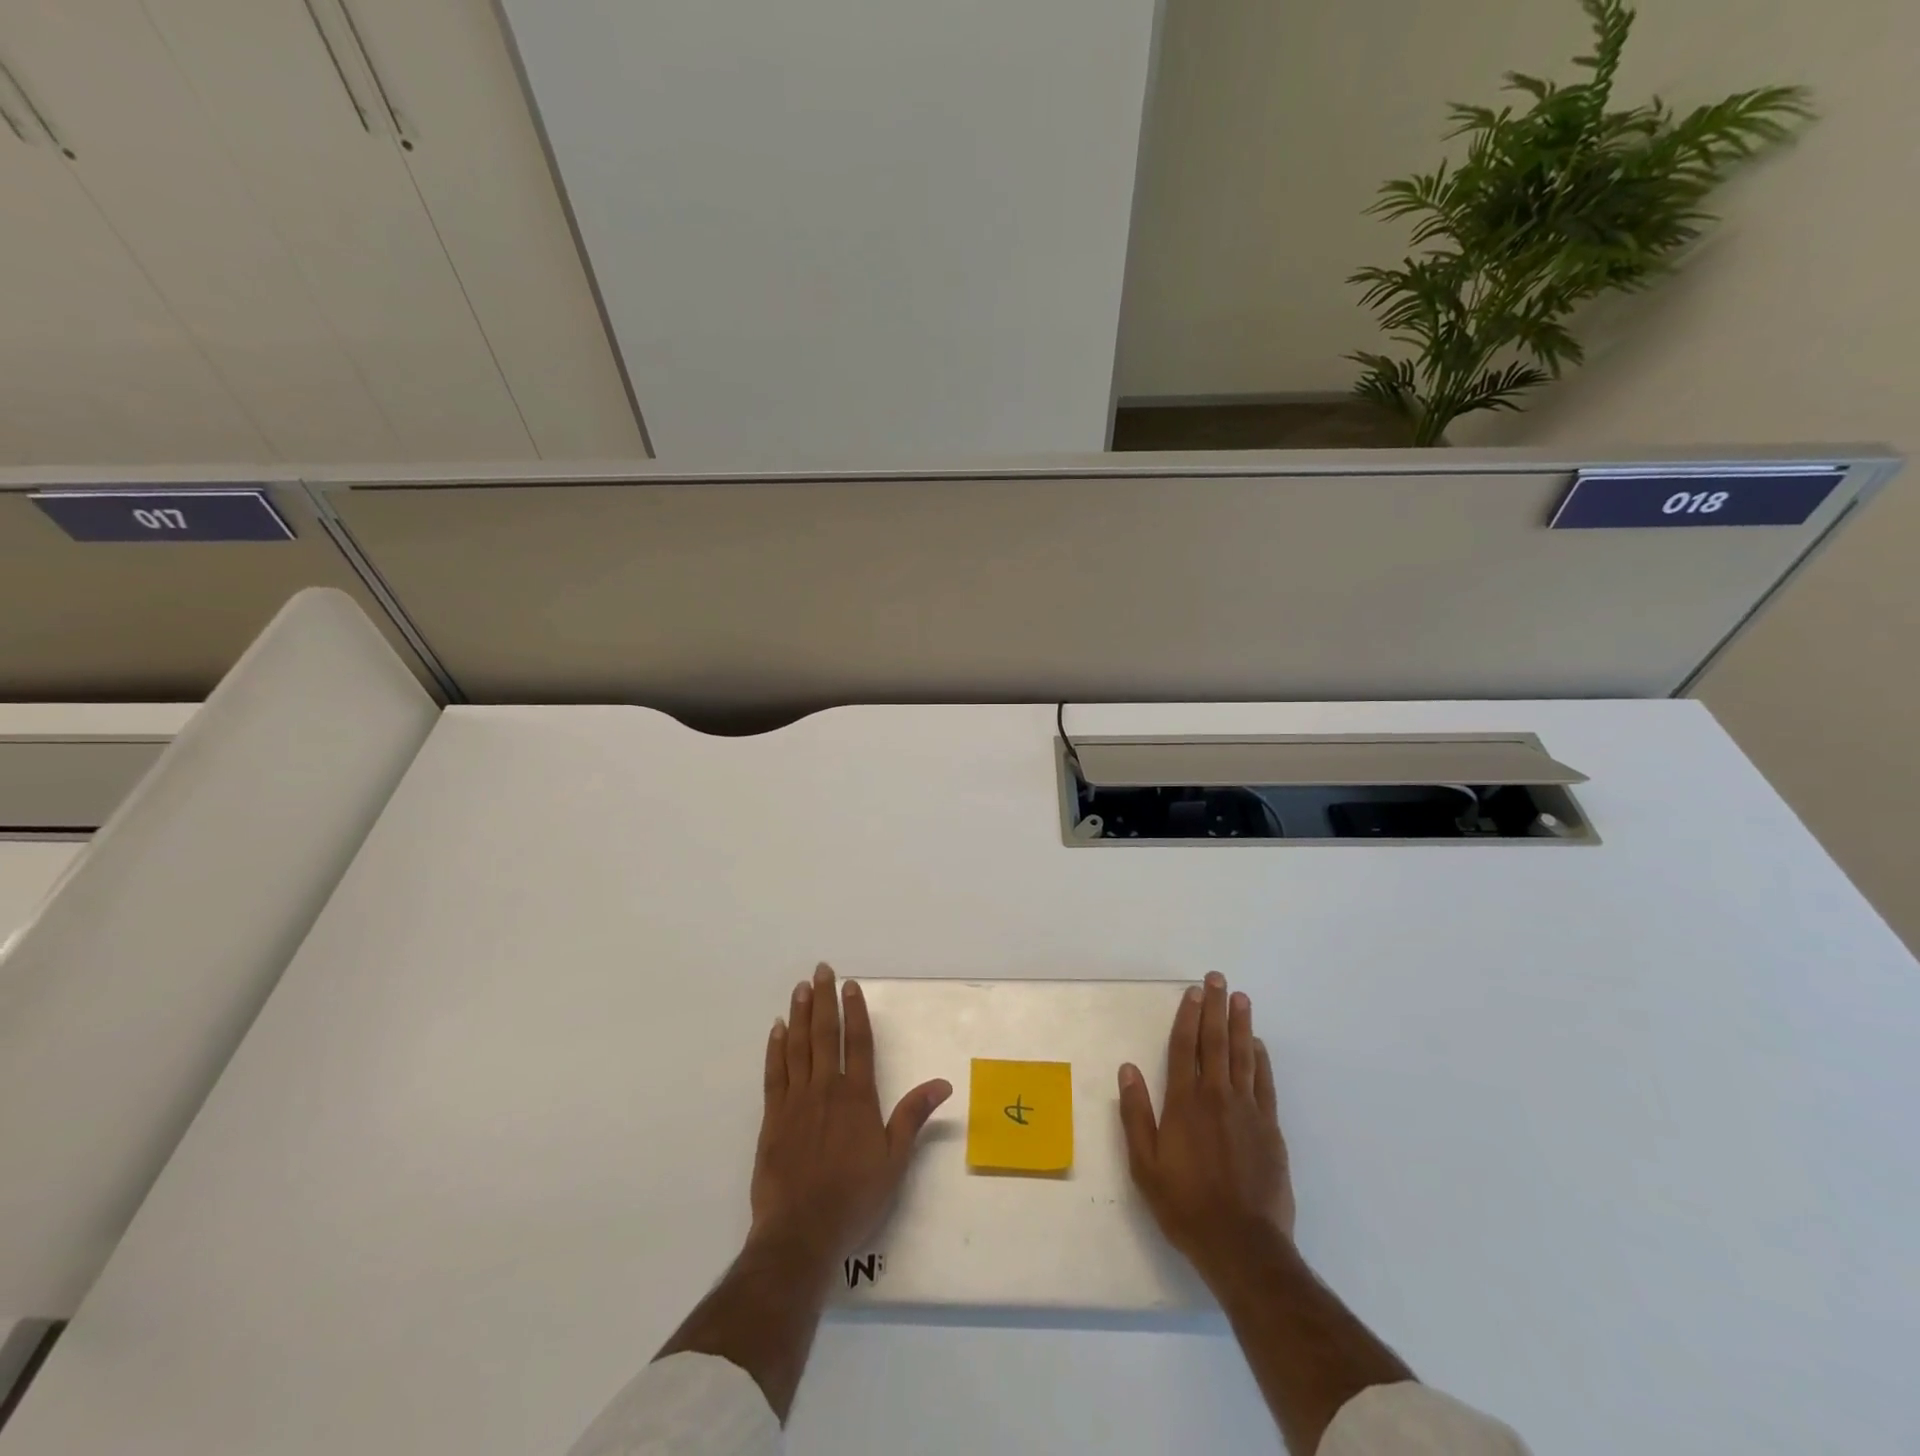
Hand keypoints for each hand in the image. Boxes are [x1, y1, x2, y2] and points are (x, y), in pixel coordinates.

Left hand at [750, 963, 951, 1265]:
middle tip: (821, 969)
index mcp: (857, 1097)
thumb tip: (942, 1083)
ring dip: (799, 1014)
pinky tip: (777, 1029)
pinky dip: (775, 1048)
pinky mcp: (772, 1117)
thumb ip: (913, 1117)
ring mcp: (796, 1101)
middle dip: (824, 999)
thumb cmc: (854, 1198)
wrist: (800, 1232)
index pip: (858, 1042)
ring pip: (797, 1046)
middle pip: (825, 1034)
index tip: (850, 985)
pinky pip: (774, 1073)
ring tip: (800, 988)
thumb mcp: (894, 1161)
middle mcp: (826, 1089)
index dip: (855, 1011)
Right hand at [1119, 971, 1294, 1285]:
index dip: (1188, 1016)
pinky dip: (1262, 1060)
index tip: (1193, 991)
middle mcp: (1217, 1097)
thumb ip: (1137, 1114)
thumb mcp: (1146, 1165)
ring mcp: (1248, 1111)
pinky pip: (1265, 1084)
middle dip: (1215, 1008)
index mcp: (1185, 1103)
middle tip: (1218, 978)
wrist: (1243, 1245)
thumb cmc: (1186, 1205)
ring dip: (1241, 1024)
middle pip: (1216, 1042)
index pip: (1185, 1048)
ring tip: (1241, 998)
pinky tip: (1259, 1045)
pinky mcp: (1270, 1129)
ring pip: (1244, 1056)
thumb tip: (1128, 1069)